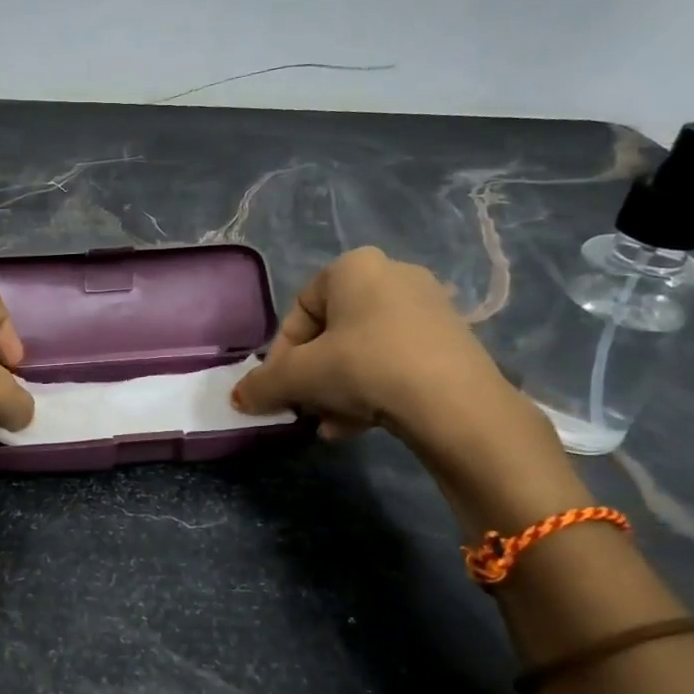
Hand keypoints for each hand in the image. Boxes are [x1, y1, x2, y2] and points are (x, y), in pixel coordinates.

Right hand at [231, 248, 586, 529]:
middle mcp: (392, 275)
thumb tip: (237, 398)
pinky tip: (359, 426)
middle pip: (331, 333)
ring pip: (363, 351)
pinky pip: (396, 362)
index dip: (281, 354)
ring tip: (330, 425)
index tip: (280, 389)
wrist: (455, 403)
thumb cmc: (365, 367)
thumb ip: (263, 384)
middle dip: (312, 376)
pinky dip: (373, 390)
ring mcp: (428, 308)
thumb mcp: (300, 376)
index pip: (298, 310)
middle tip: (305, 407)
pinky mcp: (452, 341)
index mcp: (353, 267)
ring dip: (338, 389)